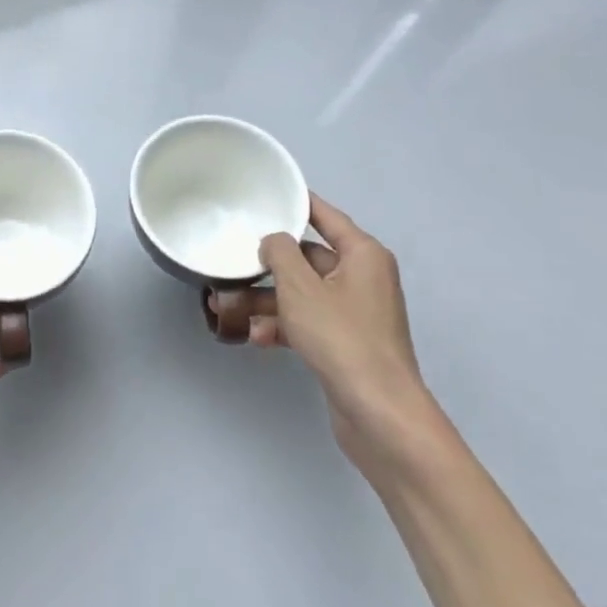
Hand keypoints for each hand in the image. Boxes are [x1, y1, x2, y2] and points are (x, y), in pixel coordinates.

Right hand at [255, 192, 438, 472]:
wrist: (379, 414)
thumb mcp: (300, 286)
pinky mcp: (346, 344)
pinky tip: (255, 336)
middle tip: (232, 262)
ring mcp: (355, 314)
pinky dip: (283, 326)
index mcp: (363, 255)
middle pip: (308, 259)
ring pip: (303, 294)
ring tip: (227, 305)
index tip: (266, 192)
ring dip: (268, 300)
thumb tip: (273, 241)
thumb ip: (280, 252)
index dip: (296, 203)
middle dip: (268, 266)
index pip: (325, 216)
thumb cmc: (341, 337)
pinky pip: (308, 322)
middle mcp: (363, 278)